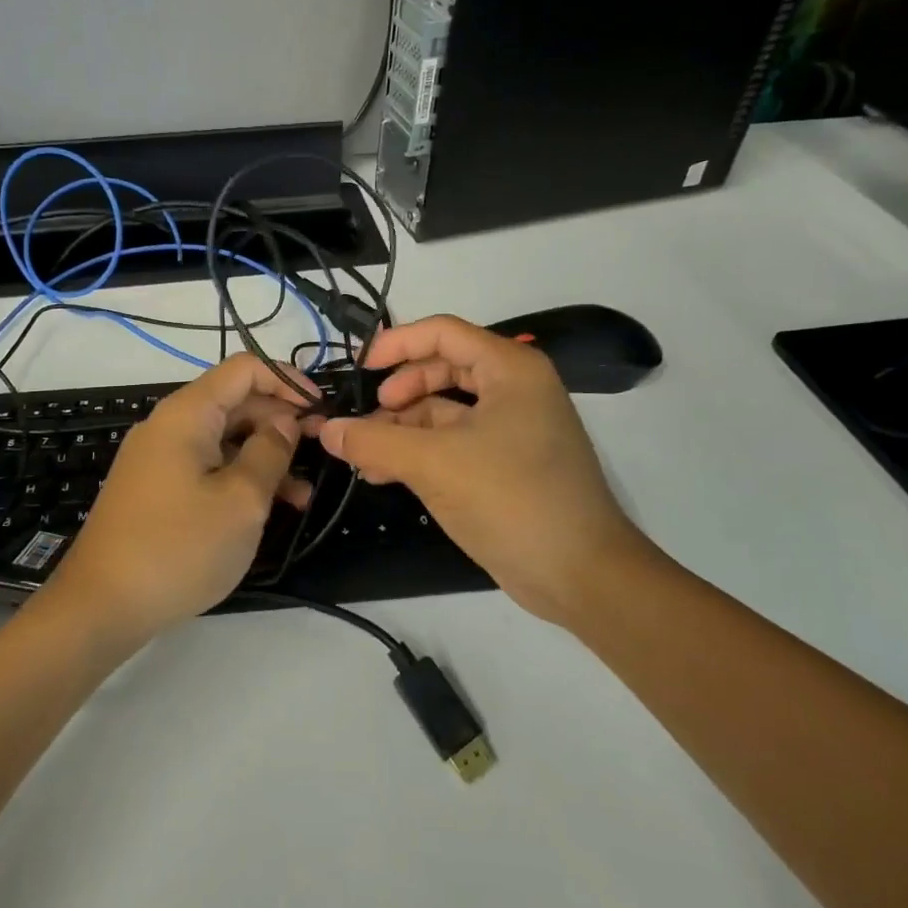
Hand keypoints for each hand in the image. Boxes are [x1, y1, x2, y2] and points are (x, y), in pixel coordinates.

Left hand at [51, 354, 315, 646]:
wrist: (101, 606)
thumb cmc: (179, 547)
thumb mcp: (241, 500)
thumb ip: (271, 452)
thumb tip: (285, 422)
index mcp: (187, 413)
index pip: (244, 368)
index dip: (287, 380)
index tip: (321, 409)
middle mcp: (170, 425)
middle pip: (235, 402)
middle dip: (281, 421)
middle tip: (321, 452)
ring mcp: (159, 458)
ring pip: (224, 439)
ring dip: (265, 457)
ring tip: (303, 496)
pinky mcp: (156, 489)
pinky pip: (207, 467)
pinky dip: (239, 478)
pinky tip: (267, 509)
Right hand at [316, 315, 651, 624]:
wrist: (581, 574)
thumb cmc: (512, 499)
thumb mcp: (434, 464)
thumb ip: (374, 442)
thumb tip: (326, 430)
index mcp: (510, 369)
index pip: (442, 332)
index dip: (396, 344)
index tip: (359, 368)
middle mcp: (515, 389)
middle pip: (442, 368)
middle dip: (399, 392)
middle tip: (368, 419)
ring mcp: (513, 428)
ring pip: (445, 410)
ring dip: (403, 428)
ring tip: (366, 456)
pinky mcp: (507, 463)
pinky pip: (454, 442)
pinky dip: (420, 452)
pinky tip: (385, 474)